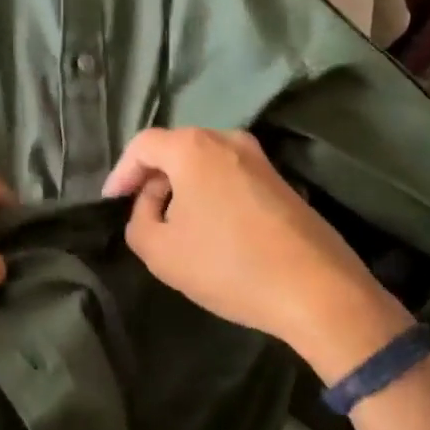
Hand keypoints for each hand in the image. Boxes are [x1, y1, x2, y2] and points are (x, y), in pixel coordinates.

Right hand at [103, 128, 412, 380]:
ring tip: (173, 222)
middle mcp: (226, 139)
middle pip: (174, 148)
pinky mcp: (280, 180)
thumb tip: (151, 204)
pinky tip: (211, 227)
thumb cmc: (229, 265)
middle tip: (140, 211)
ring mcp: (258, 157)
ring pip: (203, 161)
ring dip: (182, 186)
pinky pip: (229, 175)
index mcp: (192, 147)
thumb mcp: (160, 252)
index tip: (111, 202)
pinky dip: (209, 192)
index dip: (121, 172)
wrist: (318, 291)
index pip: (142, 145)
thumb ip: (138, 221)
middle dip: (152, 177)